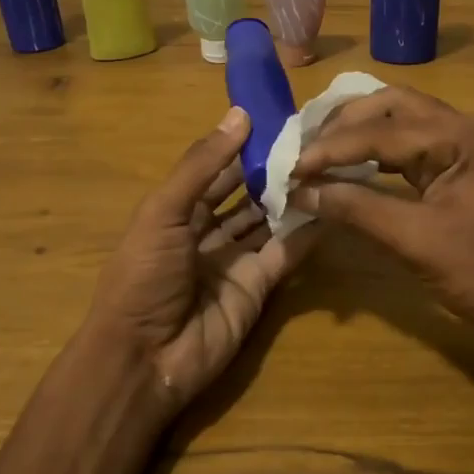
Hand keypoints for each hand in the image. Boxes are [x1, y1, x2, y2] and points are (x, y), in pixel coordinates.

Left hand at [90, 106, 316, 411]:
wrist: (145, 359)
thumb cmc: (144, 275)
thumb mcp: (164, 212)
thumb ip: (202, 165)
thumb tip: (240, 114)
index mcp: (176, 212)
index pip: (215, 171)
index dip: (241, 146)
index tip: (276, 118)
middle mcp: (206, 233)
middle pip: (244, 195)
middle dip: (270, 171)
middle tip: (310, 141)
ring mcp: (234, 262)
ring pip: (267, 222)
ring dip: (290, 198)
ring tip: (325, 166)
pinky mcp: (258, 288)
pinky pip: (285, 254)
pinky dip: (305, 234)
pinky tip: (329, 207)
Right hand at [288, 86, 473, 334]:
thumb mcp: (416, 241)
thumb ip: (356, 209)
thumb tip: (301, 192)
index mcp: (462, 137)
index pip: (381, 132)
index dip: (332, 150)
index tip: (293, 169)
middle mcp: (467, 127)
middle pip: (393, 106)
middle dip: (345, 124)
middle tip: (306, 147)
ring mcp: (469, 143)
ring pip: (403, 119)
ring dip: (361, 132)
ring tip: (321, 150)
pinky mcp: (466, 163)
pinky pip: (415, 143)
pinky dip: (381, 150)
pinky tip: (354, 163)